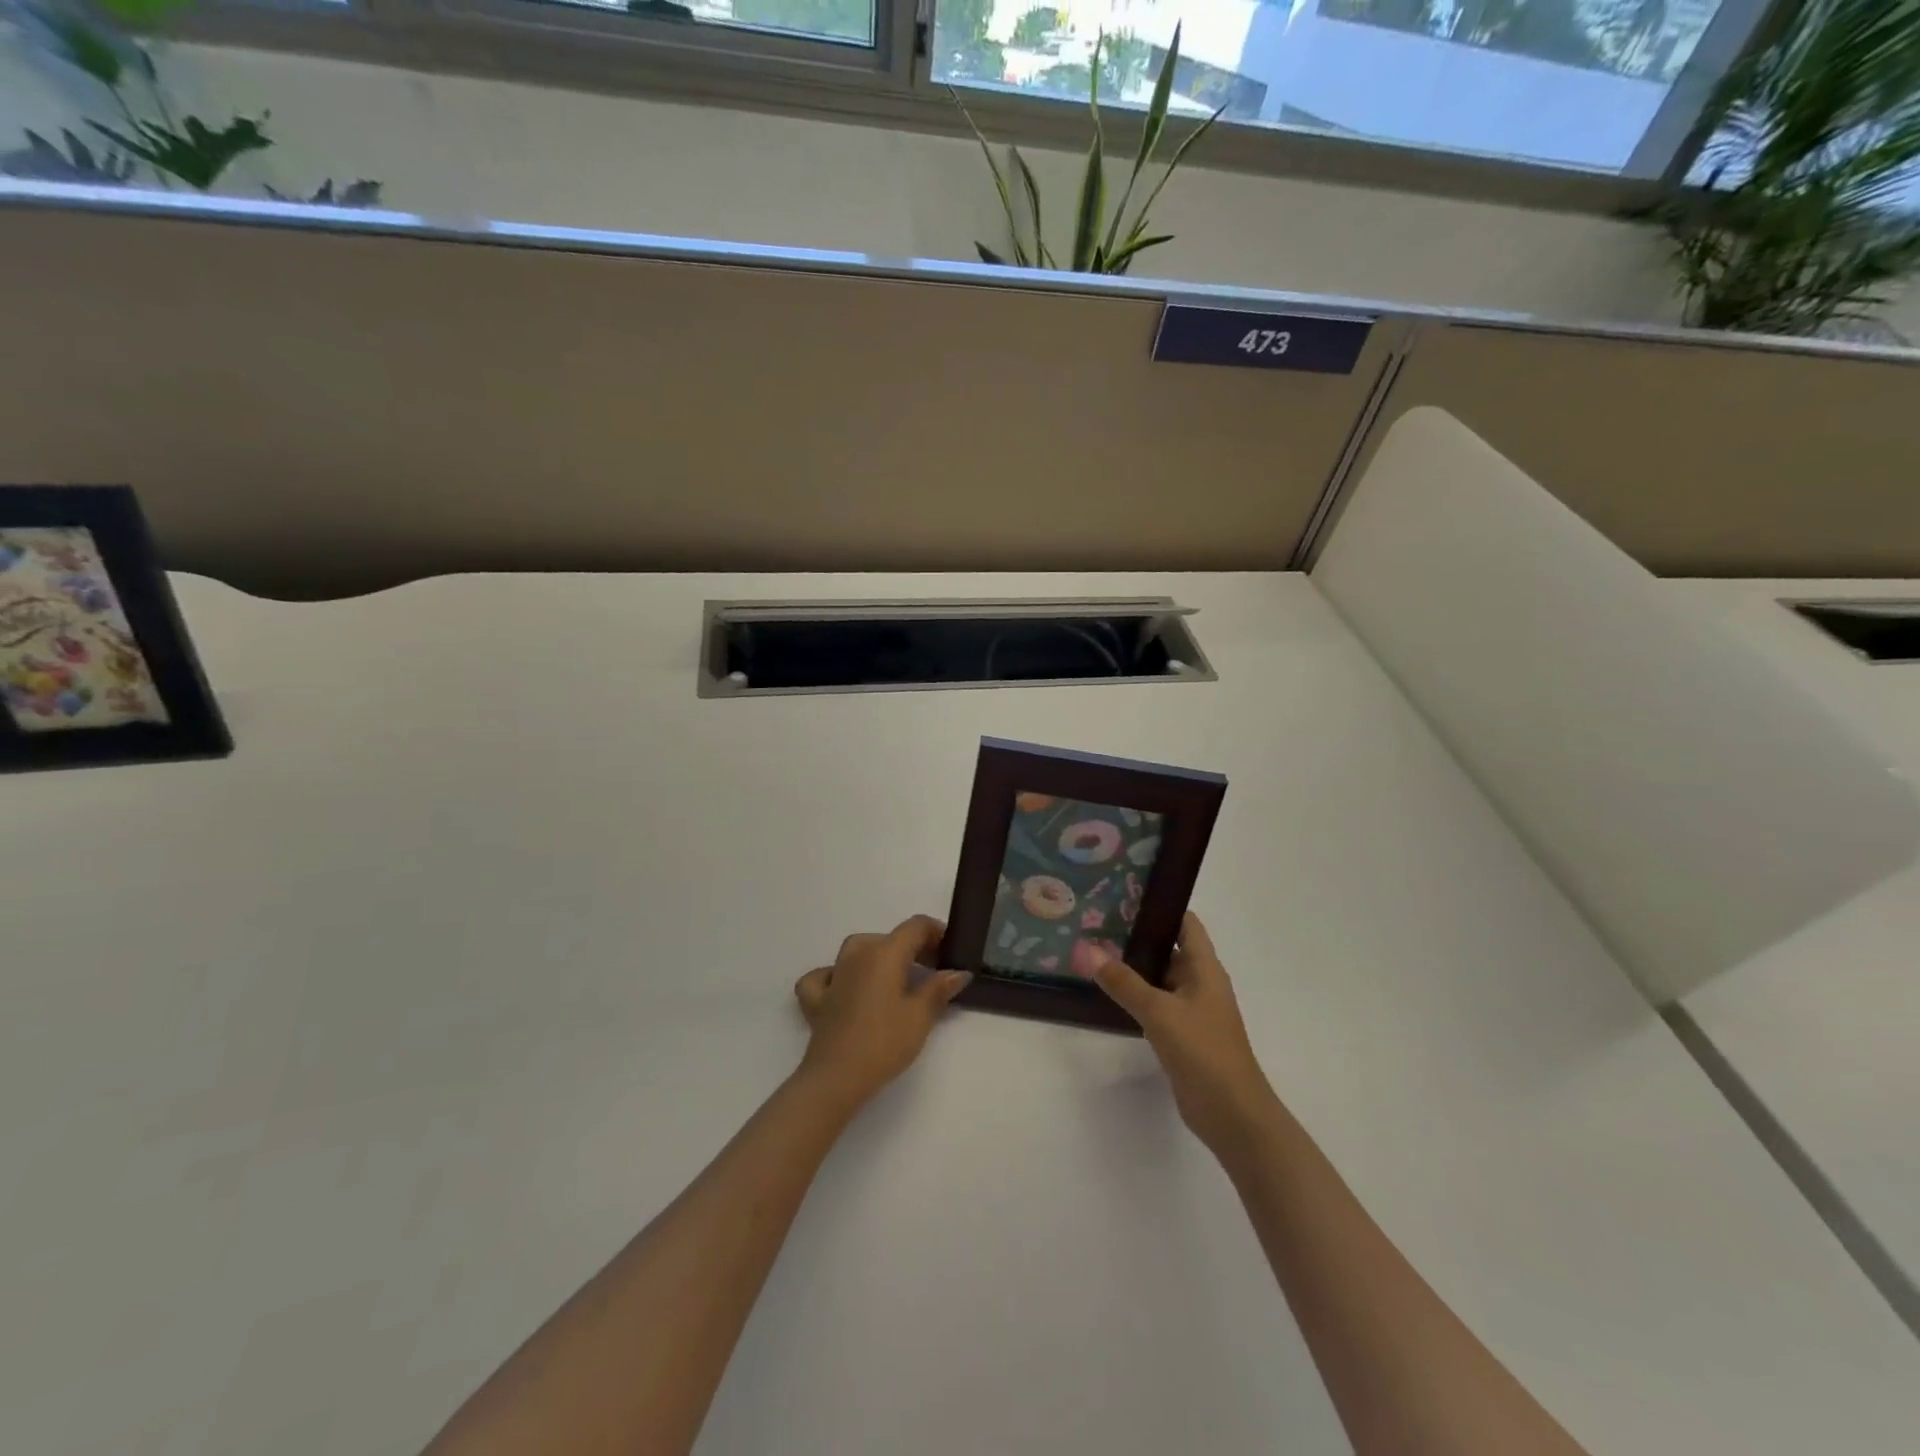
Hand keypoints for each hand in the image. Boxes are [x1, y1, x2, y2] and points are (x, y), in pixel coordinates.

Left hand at [793, 916, 971, 1108]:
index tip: (951, 951)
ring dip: (879, 957)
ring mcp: (833, 974)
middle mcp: (857, 954)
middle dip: (913, 948)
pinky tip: (844, 988)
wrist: (837, 1077)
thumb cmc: (884, 1042)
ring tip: (895, 979)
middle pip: (889, 938)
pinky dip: (836, 976)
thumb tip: (958, 972)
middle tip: (933, 972)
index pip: (915, 926)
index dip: (936, 932)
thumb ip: (939, 989)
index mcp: (885, 952)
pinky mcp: (816, 998)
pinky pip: (825, 975)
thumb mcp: (920, 1016)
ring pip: (858, 950)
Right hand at [1092, 913, 1277, 1150]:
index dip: (1159, 906)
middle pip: (1169, 948)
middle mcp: (1200, 982)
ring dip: (1133, 967)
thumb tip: (1086, 949)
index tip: (1123, 895)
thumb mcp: (1159, 1012)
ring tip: (1094, 951)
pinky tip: (1107, 993)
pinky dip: (1135, 995)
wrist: (1233, 1114)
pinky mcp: (1182, 1034)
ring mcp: (1192, 1010)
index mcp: (1205, 967)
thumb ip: (1123, 981)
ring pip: (1159, 978)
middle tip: (1096, 922)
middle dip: (1136, 936)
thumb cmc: (1203, 1051)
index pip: (1185, 922)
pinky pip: (1156, 1004)